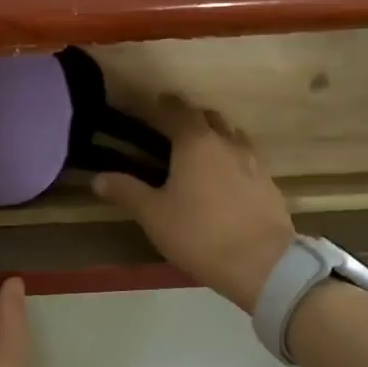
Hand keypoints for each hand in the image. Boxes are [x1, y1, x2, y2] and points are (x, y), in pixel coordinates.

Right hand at [92, 96, 294, 311]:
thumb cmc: (199, 234)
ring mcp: (253, 163)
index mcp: (196, 143)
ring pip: (233, 137)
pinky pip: (248, 161)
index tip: (156, 102)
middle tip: (175, 130)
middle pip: (210, 118)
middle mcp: (227, 144)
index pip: (179, 111)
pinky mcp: (269, 185)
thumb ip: (127, 192)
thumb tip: (98, 178)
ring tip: (202, 154)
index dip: (166, 104)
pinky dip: (233, 161)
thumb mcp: (154, 216)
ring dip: (217, 137)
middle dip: (192, 118)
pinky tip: (226, 182)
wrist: (261, 263)